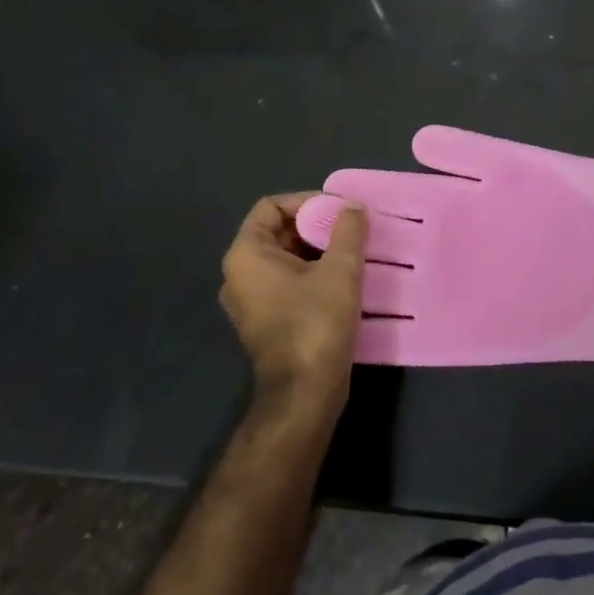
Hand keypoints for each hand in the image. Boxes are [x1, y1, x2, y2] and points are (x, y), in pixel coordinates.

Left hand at [221, 194, 367, 412]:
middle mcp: (239, 275)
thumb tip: (352, 206)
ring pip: (286, 257)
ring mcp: (250, 300)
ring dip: (319, 250)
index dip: (306, 201)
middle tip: (352, 229)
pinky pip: (288, 281)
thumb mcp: (340, 268)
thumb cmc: (316, 322)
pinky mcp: (266, 320)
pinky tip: (345, 278)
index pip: (272, 206)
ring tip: (354, 251)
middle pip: (279, 230)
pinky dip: (314, 273)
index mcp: (246, 255)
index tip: (339, 211)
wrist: (305, 392)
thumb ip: (348, 228)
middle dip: (317, 226)